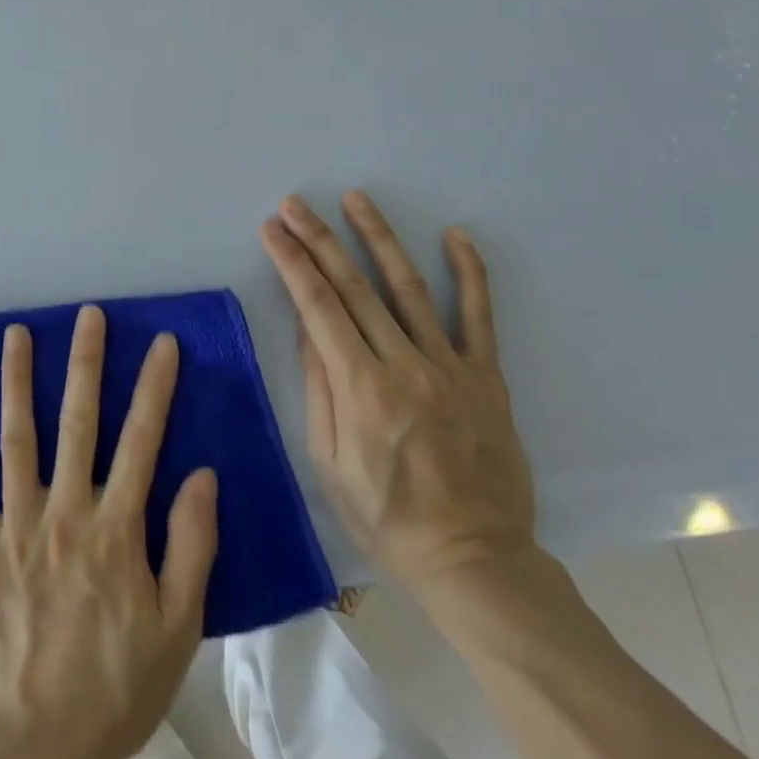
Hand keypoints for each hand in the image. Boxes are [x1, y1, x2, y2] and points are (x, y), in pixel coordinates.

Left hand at [0, 306, 218, 758]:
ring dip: (17, 381)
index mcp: (117, 528)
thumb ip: (192, 546)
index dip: (154, 387)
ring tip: (16, 332)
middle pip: (78, 421)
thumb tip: (201, 473)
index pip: (142, 440)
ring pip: (17, 437)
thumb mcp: (178, 627)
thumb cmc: (116, 685)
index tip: (164, 343)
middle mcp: (65, 511)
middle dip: (87, 362)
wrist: (38, 744)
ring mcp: (16, 523)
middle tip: (89, 315)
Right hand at [260, 191, 535, 595]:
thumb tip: (306, 325)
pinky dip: (469, 272)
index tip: (272, 229)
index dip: (292, 262)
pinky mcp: (486, 377)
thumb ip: (318, 387)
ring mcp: (450, 367)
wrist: (475, 561)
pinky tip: (455, 234)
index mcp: (360, 388)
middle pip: (354, 286)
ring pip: (409, 286)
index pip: (317, 306)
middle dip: (319, 238)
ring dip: (379, 237)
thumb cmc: (385, 517)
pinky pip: (479, 316)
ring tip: (356, 198)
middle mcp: (403, 365)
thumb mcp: (328, 461)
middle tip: (295, 203)